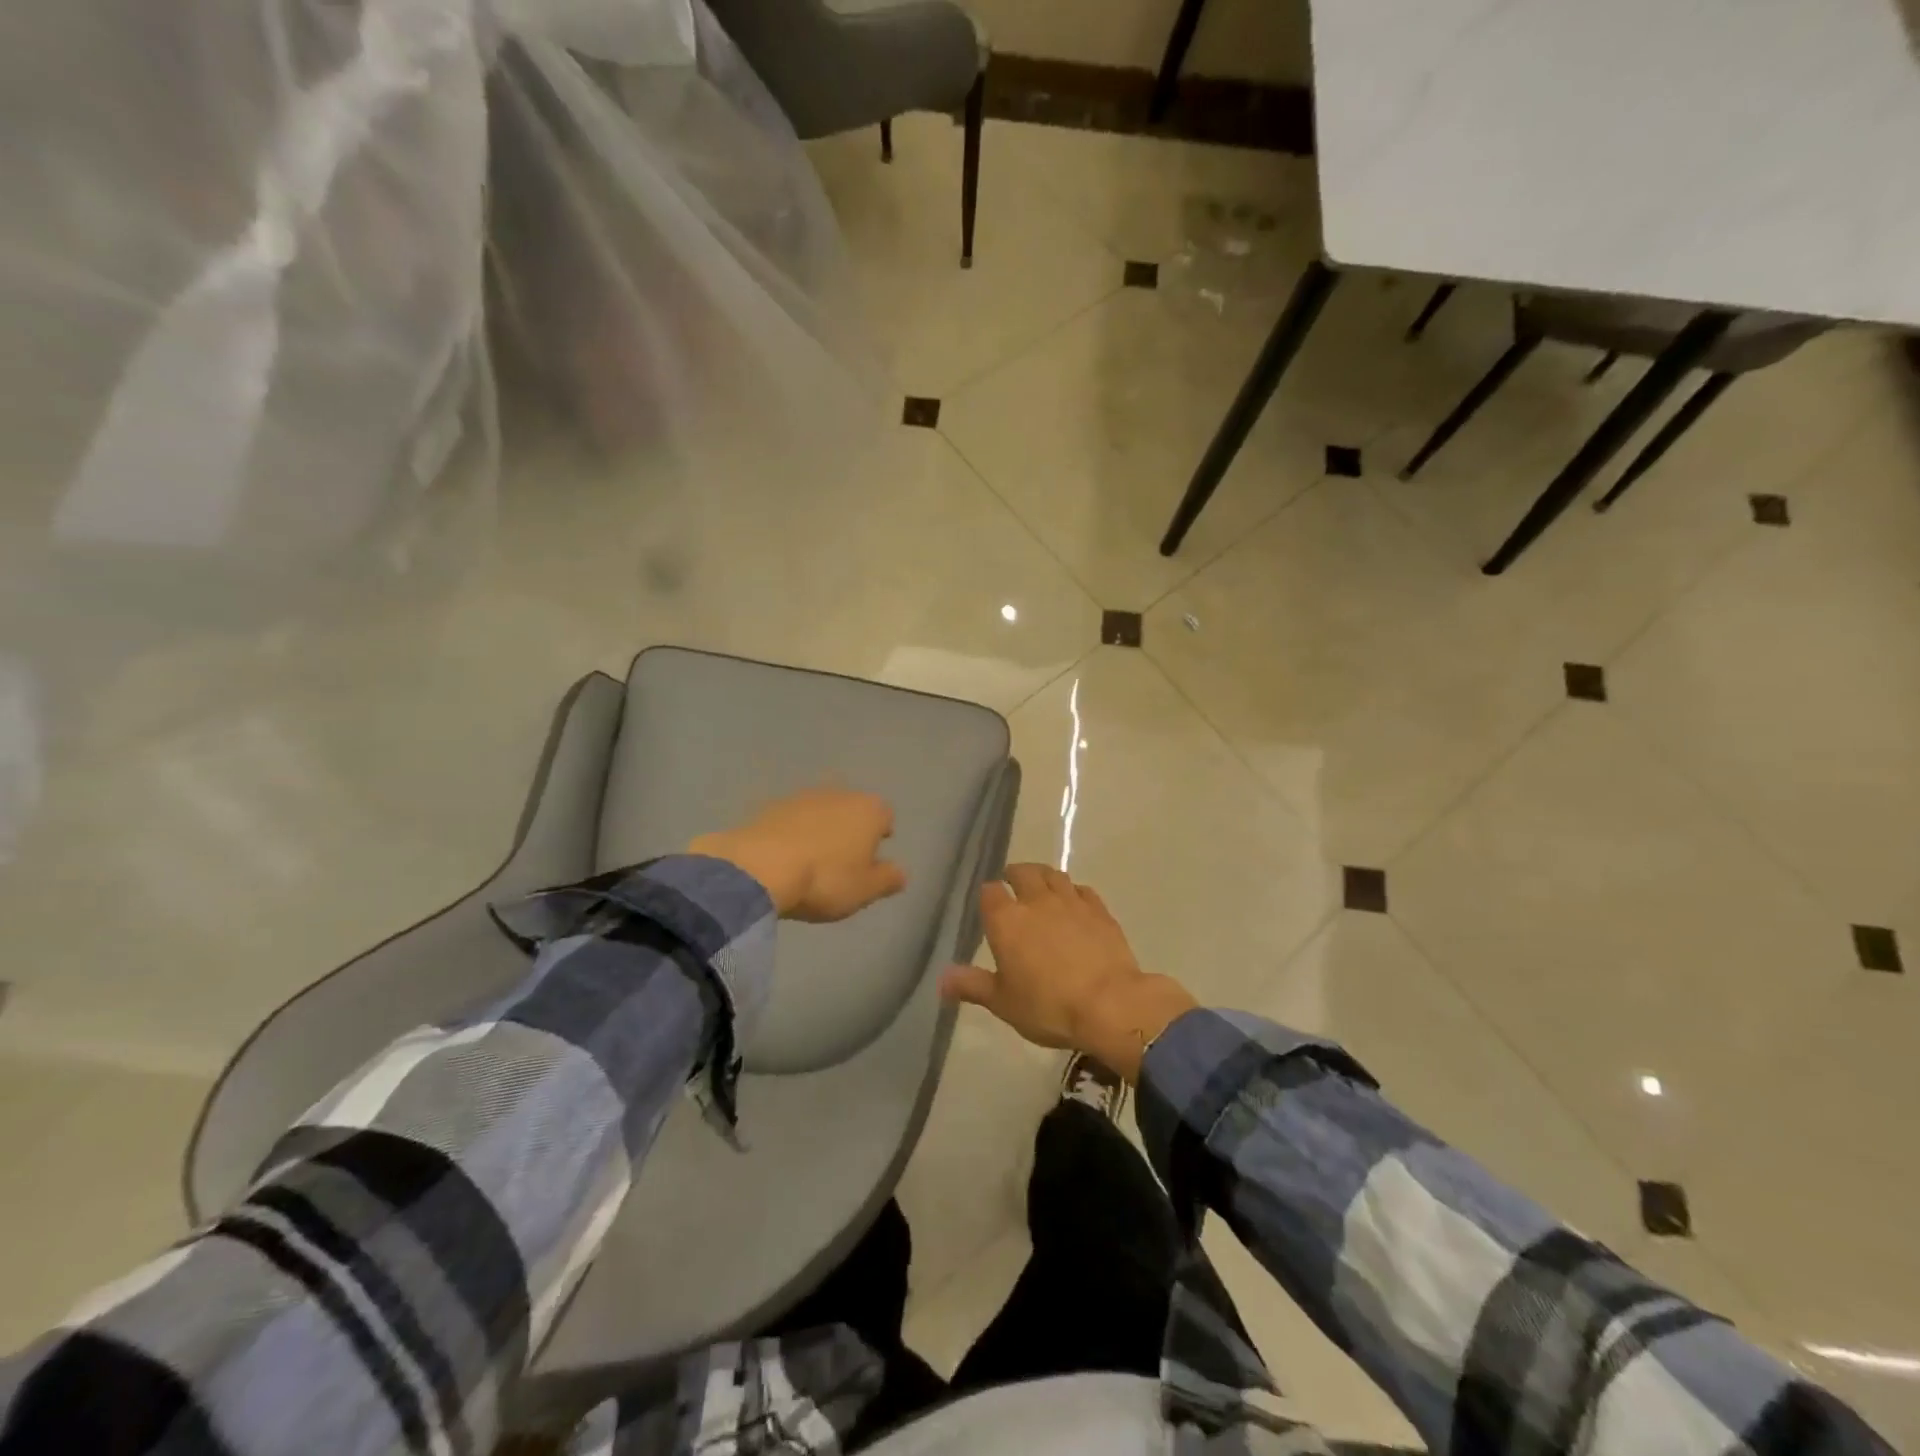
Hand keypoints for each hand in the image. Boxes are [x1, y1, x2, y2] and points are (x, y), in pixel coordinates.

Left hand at [690, 788, 906, 921]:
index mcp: (869, 810)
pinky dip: (792, 833)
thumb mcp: (865, 890)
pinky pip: (791, 820)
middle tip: (844, 860)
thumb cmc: (825, 879)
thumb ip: (888, 878)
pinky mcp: (770, 806)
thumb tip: (901, 872)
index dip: (882, 835)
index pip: (886, 816)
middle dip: (851, 829)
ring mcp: (802, 797)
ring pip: (821, 811)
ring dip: (820, 829)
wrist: (759, 868)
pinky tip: (785, 858)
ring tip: (812, 860)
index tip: (874, 857)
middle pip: (852, 809)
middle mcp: (839, 794)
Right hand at [939, 864, 1195, 1082]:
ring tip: (1041, 885)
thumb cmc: (1048, 1006)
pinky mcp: (1099, 910)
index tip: (988, 903)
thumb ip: (972, 985)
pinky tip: (1074, 902)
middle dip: (1015, 874)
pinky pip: (1082, 890)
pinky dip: (1073, 892)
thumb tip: (941, 979)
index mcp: (1007, 920)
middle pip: (1023, 873)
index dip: (988, 895)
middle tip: (1013, 883)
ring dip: (1043, 876)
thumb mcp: (1003, 1002)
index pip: (990, 892)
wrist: (1109, 1004)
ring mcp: (1071, 902)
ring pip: (1054, 875)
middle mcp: (1036, 901)